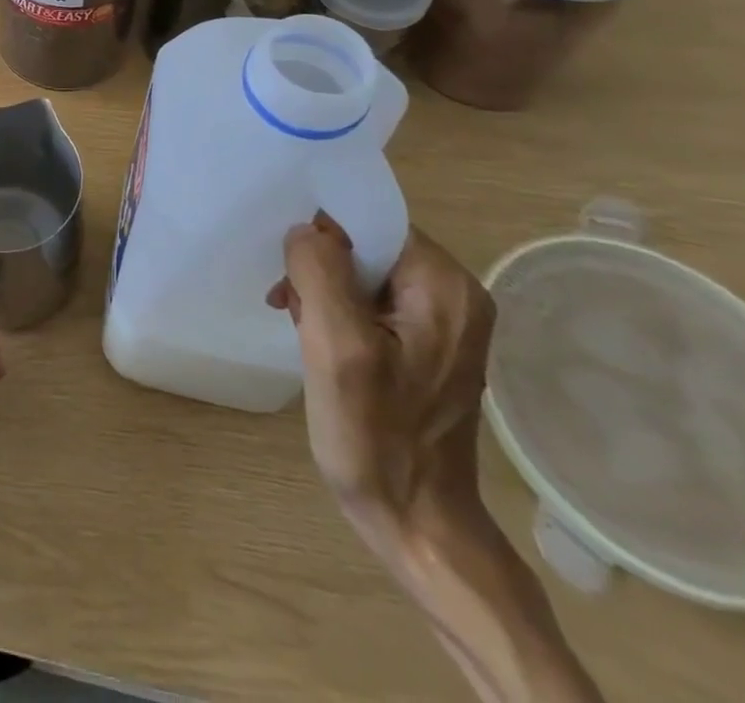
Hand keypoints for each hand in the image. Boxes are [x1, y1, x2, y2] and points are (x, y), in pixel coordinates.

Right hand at [272, 217, 494, 550]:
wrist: (416, 524)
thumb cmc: (375, 437)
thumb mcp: (338, 348)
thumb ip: (321, 273)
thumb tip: (305, 230)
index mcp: (444, 286)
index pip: (370, 221)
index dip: (324, 235)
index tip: (290, 267)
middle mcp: (453, 293)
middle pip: (366, 244)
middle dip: (319, 267)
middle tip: (291, 304)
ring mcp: (442, 320)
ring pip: (362, 271)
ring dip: (322, 290)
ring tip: (300, 323)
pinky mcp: (425, 343)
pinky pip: (369, 299)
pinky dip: (336, 310)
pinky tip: (316, 337)